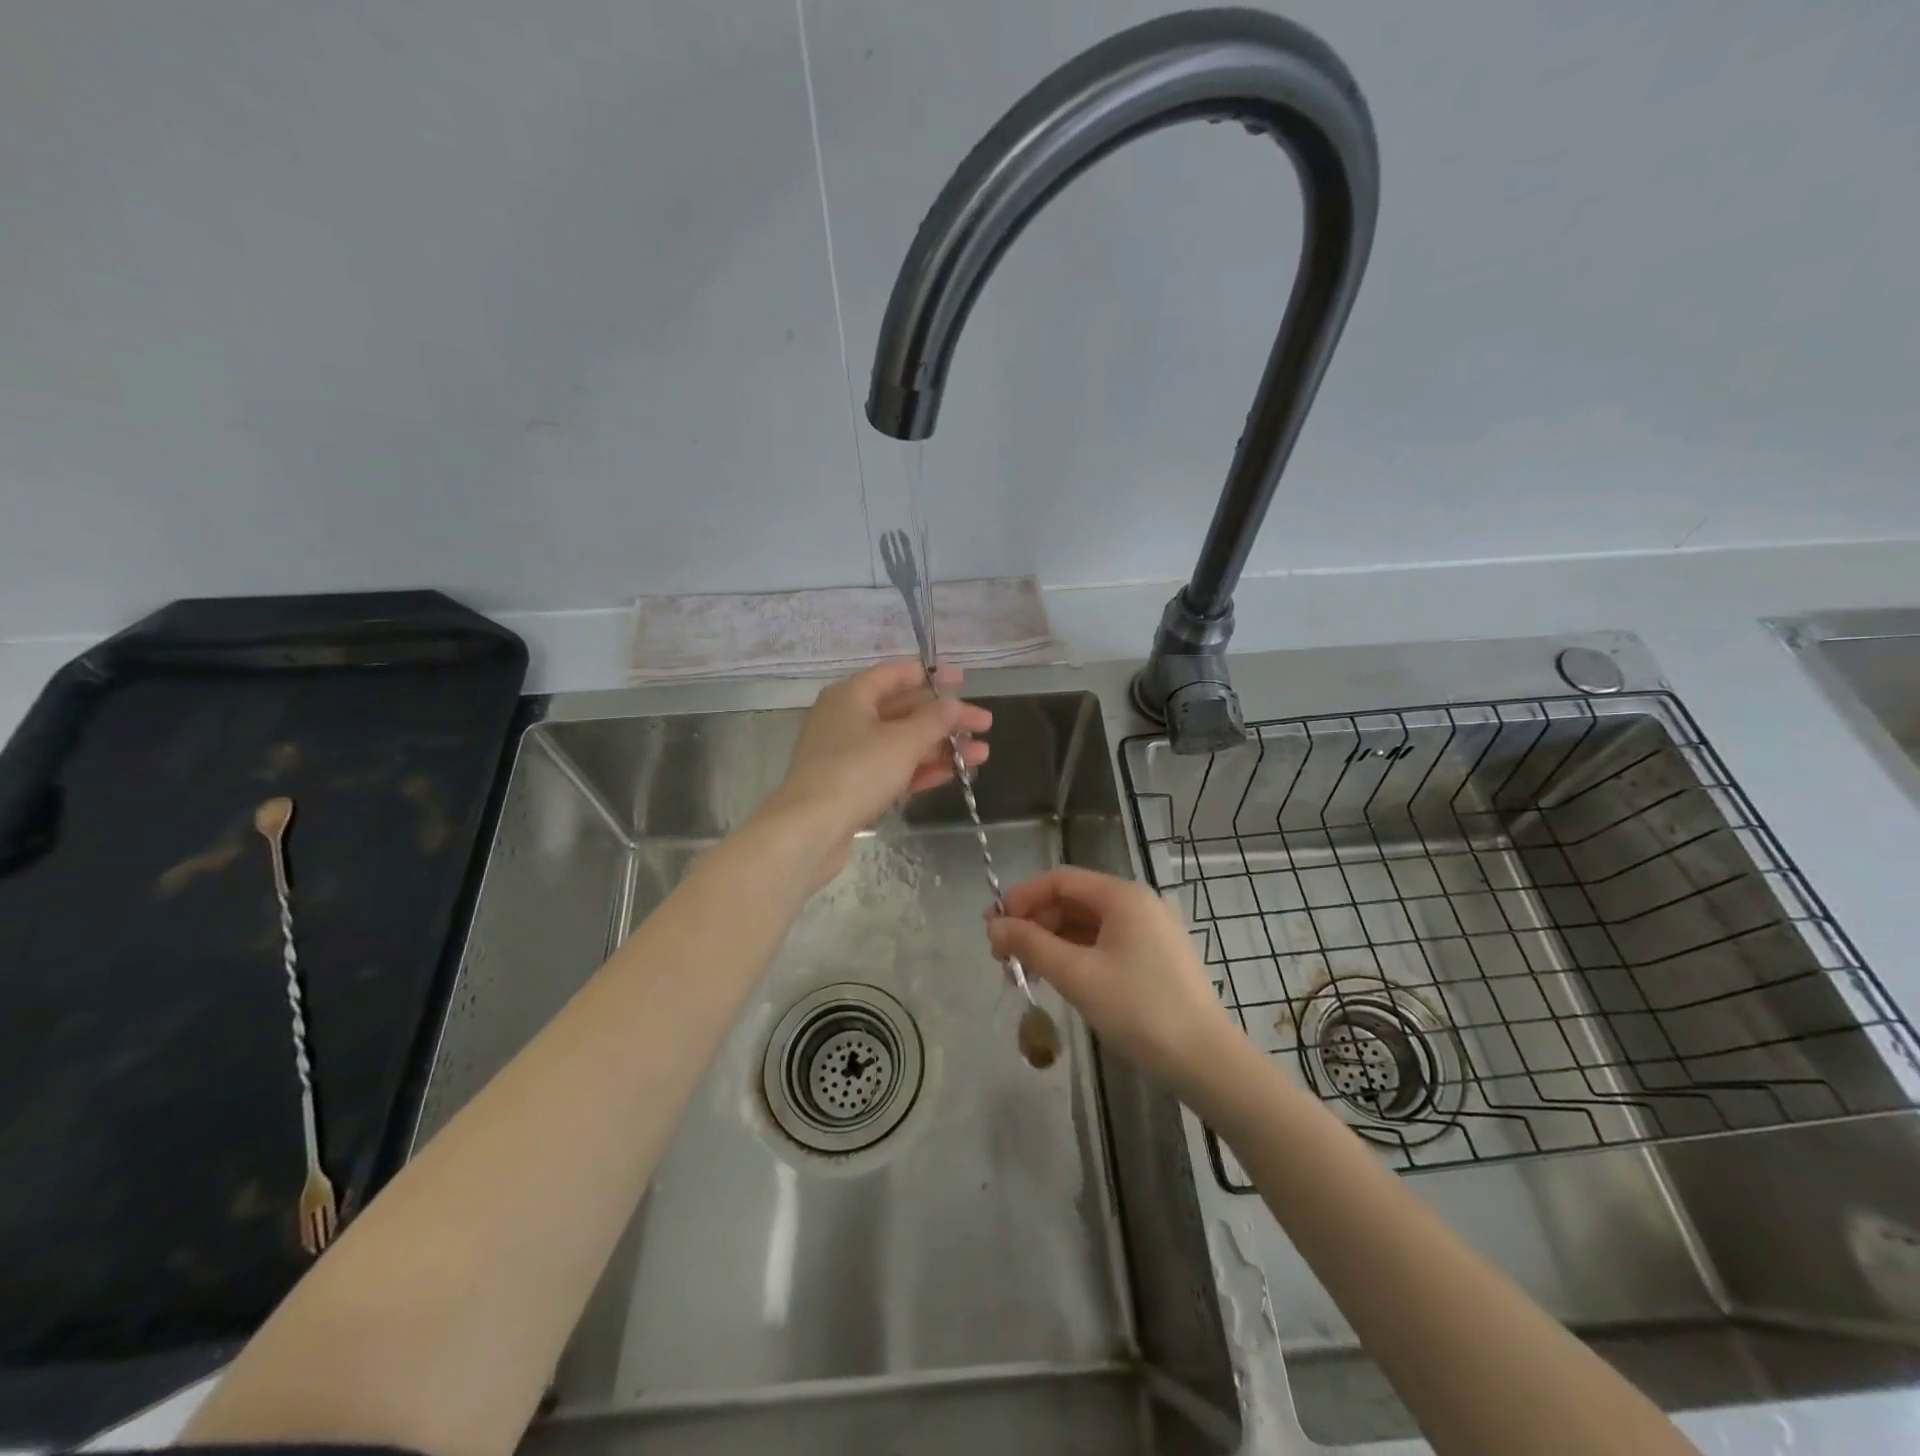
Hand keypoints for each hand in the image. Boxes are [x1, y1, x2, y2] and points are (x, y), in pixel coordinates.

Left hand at [760, 661, 990, 888]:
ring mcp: (847, 753)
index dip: (933, 675)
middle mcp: (847, 718)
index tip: (964, 681)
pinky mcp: (850, 785)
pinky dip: (920, 769)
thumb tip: (955, 703)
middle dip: (946, 719)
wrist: (809, 830)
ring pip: (901, 742)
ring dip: (940, 747)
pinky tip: (951, 774)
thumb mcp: (903, 741)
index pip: (897, 674)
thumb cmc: (856, 773)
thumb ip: (934, 719)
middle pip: (904, 710)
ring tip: (981, 756)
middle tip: (985, 725)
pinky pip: (891, 768)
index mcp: (852, 695)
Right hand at [988, 867, 1242, 1104]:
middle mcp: (1138, 904)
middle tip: (1003, 957)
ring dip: (1051, 942)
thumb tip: (993, 926)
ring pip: (1086, 925)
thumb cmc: (1139, 1010)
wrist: (1206, 1062)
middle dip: (1034, 923)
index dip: (1022, 898)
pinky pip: (1104, 944)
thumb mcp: (1077, 975)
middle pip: (1072, 901)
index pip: (1060, 880)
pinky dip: (1075, 955)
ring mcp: (1149, 931)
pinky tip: (1057, 978)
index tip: (993, 926)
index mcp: (1123, 896)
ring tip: (1024, 972)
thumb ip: (1031, 945)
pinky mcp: (1154, 959)